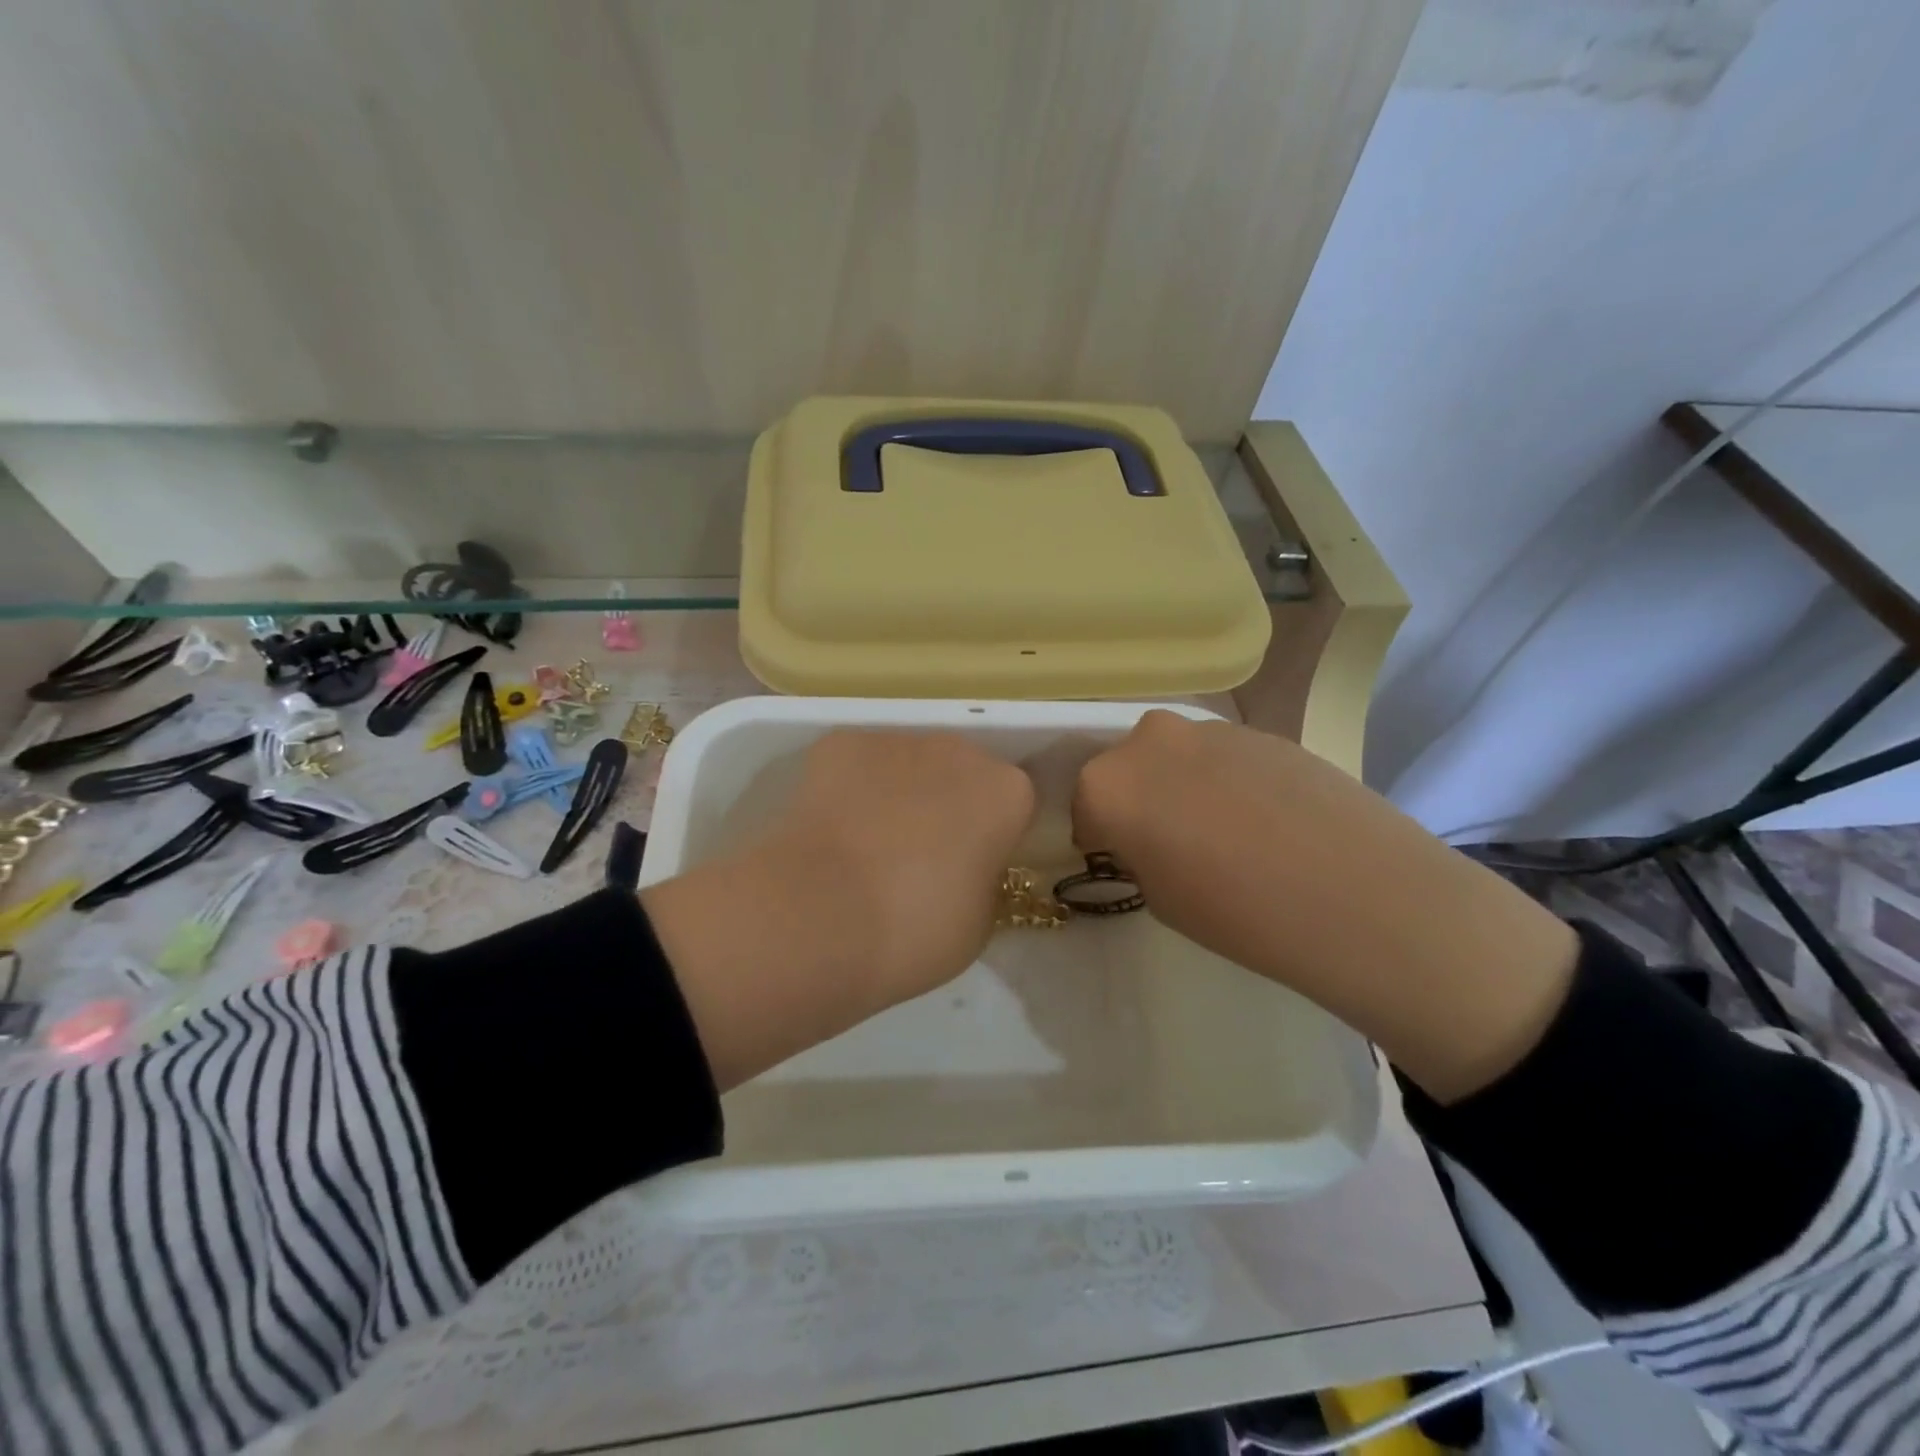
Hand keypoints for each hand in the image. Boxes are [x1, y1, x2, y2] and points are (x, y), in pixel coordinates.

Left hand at [644, 730, 1033, 1089]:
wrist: (821, 916)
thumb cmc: (916, 930)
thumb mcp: (979, 922)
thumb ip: (983, 880)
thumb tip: (962, 866)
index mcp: (1006, 793)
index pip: (1013, 806)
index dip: (992, 837)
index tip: (970, 869)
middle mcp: (958, 751)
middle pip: (961, 773)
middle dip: (947, 804)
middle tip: (919, 857)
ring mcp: (896, 740)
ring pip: (908, 763)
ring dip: (899, 792)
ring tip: (866, 845)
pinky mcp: (840, 743)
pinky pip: (858, 764)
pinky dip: (850, 787)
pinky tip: (832, 830)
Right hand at [1073, 711, 1577, 1101]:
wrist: (1358, 894)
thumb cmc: (1238, 913)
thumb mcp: (1159, 898)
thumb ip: (1137, 853)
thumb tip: (1148, 837)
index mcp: (1107, 784)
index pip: (1084, 808)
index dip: (1103, 839)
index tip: (1127, 864)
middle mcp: (1148, 740)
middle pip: (1126, 770)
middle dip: (1140, 802)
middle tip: (1175, 846)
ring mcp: (1208, 729)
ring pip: (1175, 759)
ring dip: (1183, 787)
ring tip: (1230, 836)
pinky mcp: (1260, 730)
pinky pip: (1220, 756)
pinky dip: (1227, 780)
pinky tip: (1266, 821)